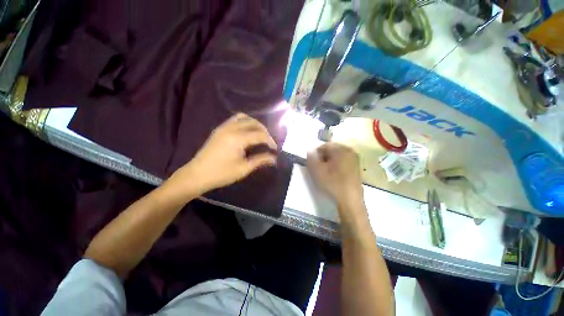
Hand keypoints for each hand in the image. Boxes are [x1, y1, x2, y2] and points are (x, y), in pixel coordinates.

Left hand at [171, 113, 277, 195]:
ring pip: (244, 118)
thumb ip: (260, 160)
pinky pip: (235, 119)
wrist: (197, 174)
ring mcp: (224, 127)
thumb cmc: (221, 173)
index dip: (270, 141)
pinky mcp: (219, 129)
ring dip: (254, 124)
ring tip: (259, 134)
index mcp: (238, 139)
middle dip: (264, 131)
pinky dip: (244, 122)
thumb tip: (274, 159)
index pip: (260, 135)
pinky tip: (247, 132)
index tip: (275, 149)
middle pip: (253, 123)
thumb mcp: (243, 168)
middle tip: (268, 142)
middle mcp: (231, 128)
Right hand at [307, 143, 363, 207]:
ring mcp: (355, 159)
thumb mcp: (316, 170)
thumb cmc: (332, 183)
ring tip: (326, 173)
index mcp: (341, 149)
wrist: (350, 200)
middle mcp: (349, 151)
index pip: (324, 146)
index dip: (316, 154)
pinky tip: (334, 175)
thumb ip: (311, 157)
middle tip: (319, 169)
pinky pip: (343, 162)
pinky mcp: (357, 167)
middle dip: (323, 157)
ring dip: (329, 162)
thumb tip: (310, 150)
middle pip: (331, 150)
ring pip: (337, 156)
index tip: (313, 164)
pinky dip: (337, 165)